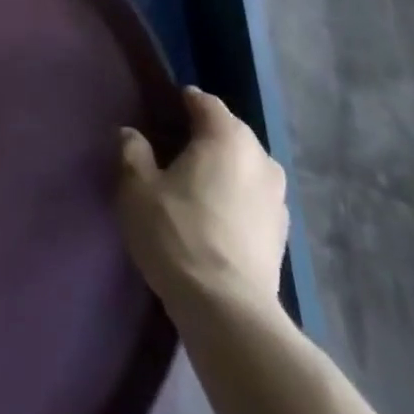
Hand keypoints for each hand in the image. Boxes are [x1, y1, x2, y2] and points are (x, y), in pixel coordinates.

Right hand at [117, 86, 289, 316]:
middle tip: (172, 154)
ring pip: (244, 166)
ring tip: (195, 188)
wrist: (228, 311)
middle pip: (228, 132)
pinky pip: (254, 198)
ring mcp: (277, 196)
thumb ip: (133, 152)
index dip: (181, 104)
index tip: (160, 117)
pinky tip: (215, 219)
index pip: (204, 102)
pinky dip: (236, 199)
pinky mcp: (282, 233)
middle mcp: (260, 156)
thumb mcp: (137, 188)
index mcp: (227, 135)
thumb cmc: (178, 234)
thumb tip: (131, 134)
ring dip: (223, 170)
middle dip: (203, 137)